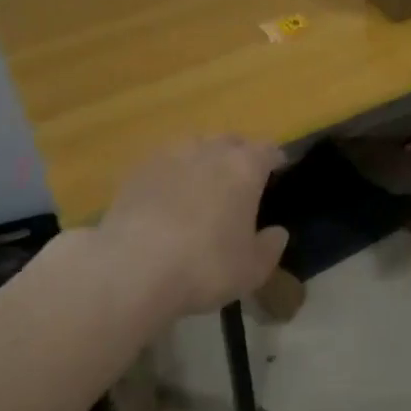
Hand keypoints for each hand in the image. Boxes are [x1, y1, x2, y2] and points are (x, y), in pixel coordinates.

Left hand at [100, 137, 287, 313]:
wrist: (132, 268)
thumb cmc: (204, 266)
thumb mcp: (252, 269)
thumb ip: (270, 247)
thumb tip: (277, 232)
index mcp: (245, 167)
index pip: (268, 150)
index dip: (275, 159)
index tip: (278, 171)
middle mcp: (209, 150)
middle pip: (231, 141)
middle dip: (239, 156)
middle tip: (239, 181)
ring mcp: (170, 155)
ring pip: (195, 146)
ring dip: (203, 160)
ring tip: (201, 185)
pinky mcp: (137, 170)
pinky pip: (164, 163)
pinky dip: (172, 174)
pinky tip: (167, 198)